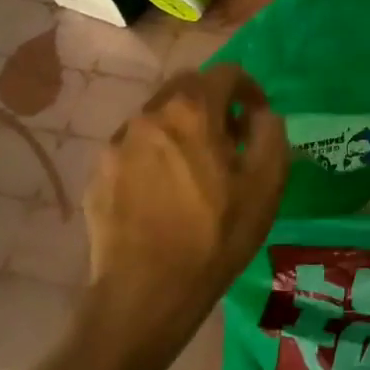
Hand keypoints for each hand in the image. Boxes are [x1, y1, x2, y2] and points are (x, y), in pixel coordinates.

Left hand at [84, 66, 289, 318]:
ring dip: (182, 126)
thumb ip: (271, 134)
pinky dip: (155, 152)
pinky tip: (165, 191)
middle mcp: (150, 116)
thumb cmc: (214, 237)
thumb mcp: (266, 185)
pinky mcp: (98, 174)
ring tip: (196, 166)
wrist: (145, 296)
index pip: (226, 72)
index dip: (249, 88)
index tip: (258, 117)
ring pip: (157, 115)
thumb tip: (261, 115)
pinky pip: (134, 146)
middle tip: (229, 138)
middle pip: (186, 86)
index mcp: (193, 111)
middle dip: (213, 101)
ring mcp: (117, 144)